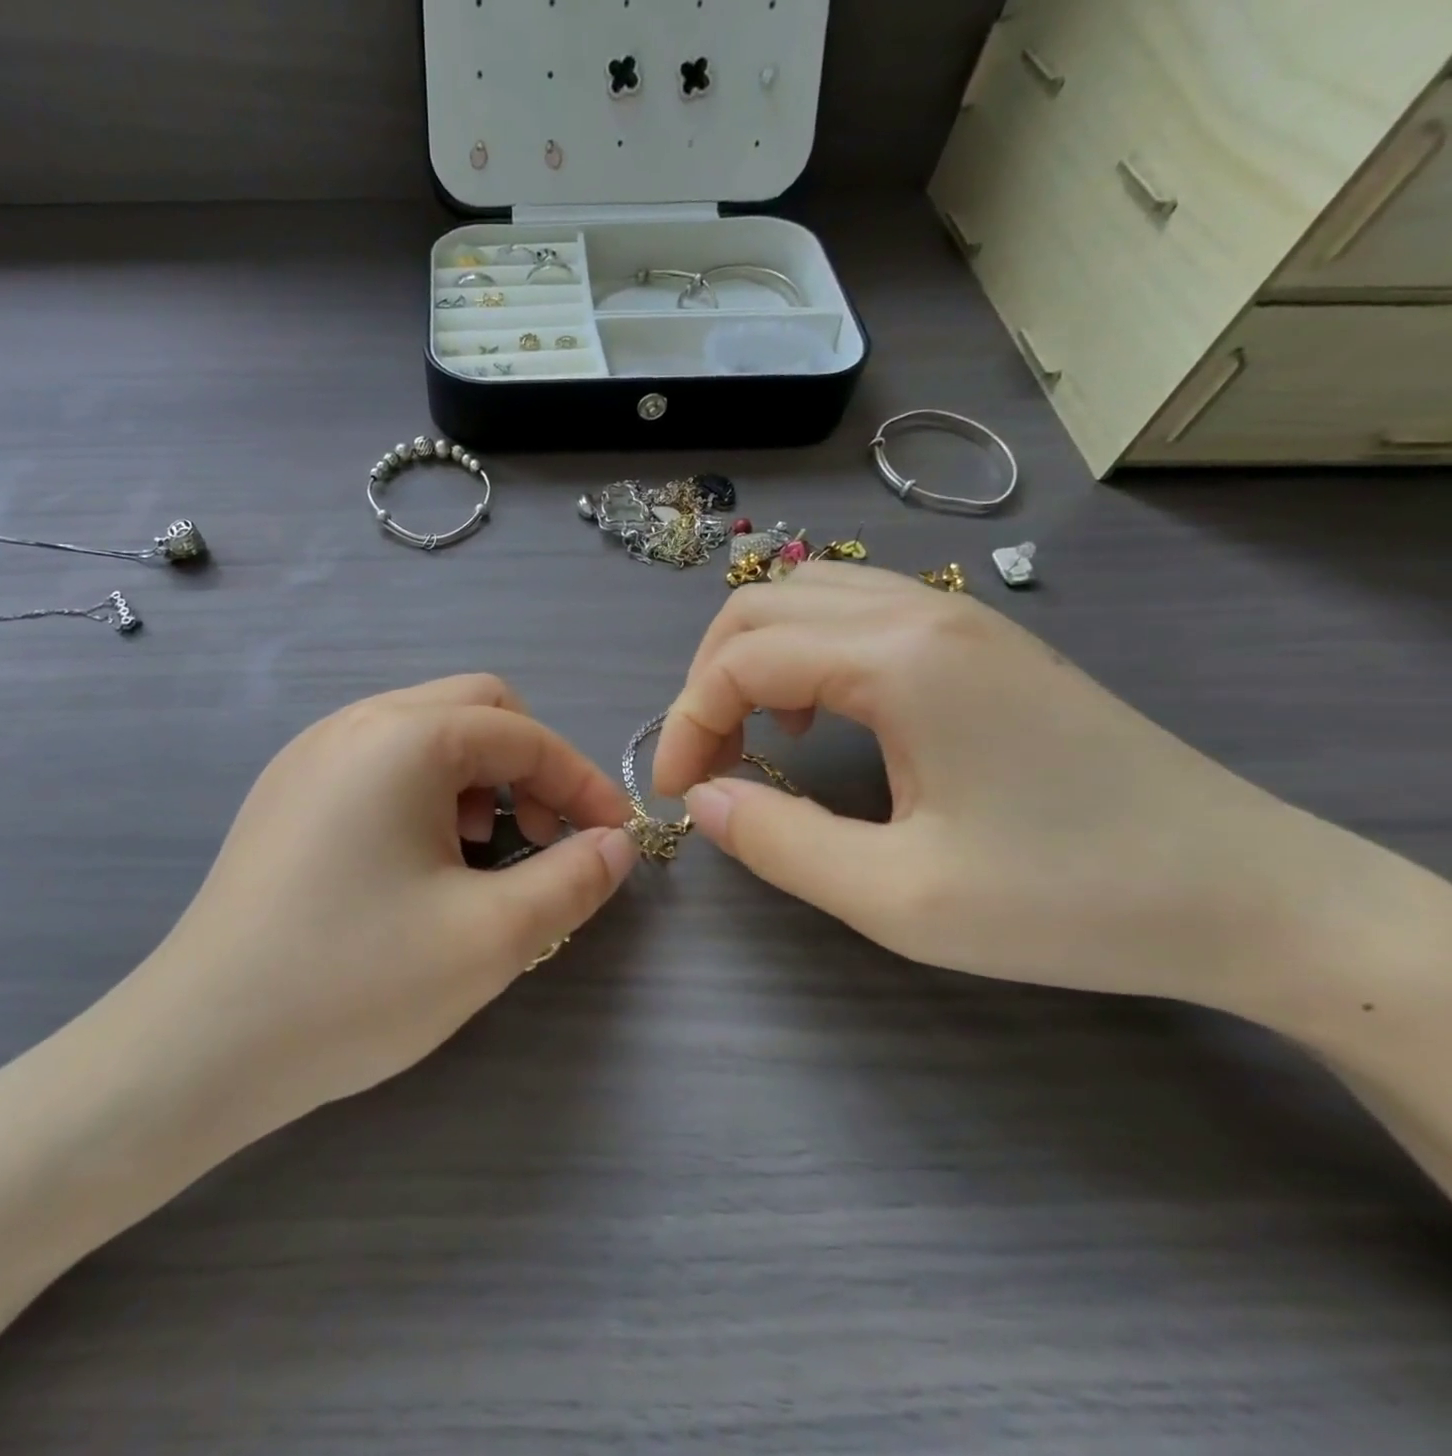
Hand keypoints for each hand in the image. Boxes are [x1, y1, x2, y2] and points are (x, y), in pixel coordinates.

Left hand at [105, 675, 635, 1155]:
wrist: (200, 1044)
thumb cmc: (355, 983)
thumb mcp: (489, 937)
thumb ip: (571, 880)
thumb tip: (616, 844)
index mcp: (404, 738)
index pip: (524, 735)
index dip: (583, 782)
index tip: (615, 838)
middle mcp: (354, 723)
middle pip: (475, 708)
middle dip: (528, 765)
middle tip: (543, 836)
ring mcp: (310, 754)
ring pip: (424, 731)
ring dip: (475, 776)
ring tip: (476, 852)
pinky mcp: (286, 793)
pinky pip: (379, 761)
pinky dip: (424, 790)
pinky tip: (416, 860)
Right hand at [653, 564, 1326, 1005]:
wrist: (1252, 897)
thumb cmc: (1071, 899)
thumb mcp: (899, 898)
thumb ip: (779, 843)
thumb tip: (704, 798)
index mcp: (899, 659)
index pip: (740, 661)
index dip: (685, 724)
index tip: (677, 794)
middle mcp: (922, 612)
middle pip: (759, 604)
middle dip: (707, 681)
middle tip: (709, 761)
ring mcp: (958, 617)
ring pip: (806, 595)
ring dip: (754, 658)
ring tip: (759, 737)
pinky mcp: (980, 641)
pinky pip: (855, 611)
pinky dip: (805, 651)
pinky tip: (824, 716)